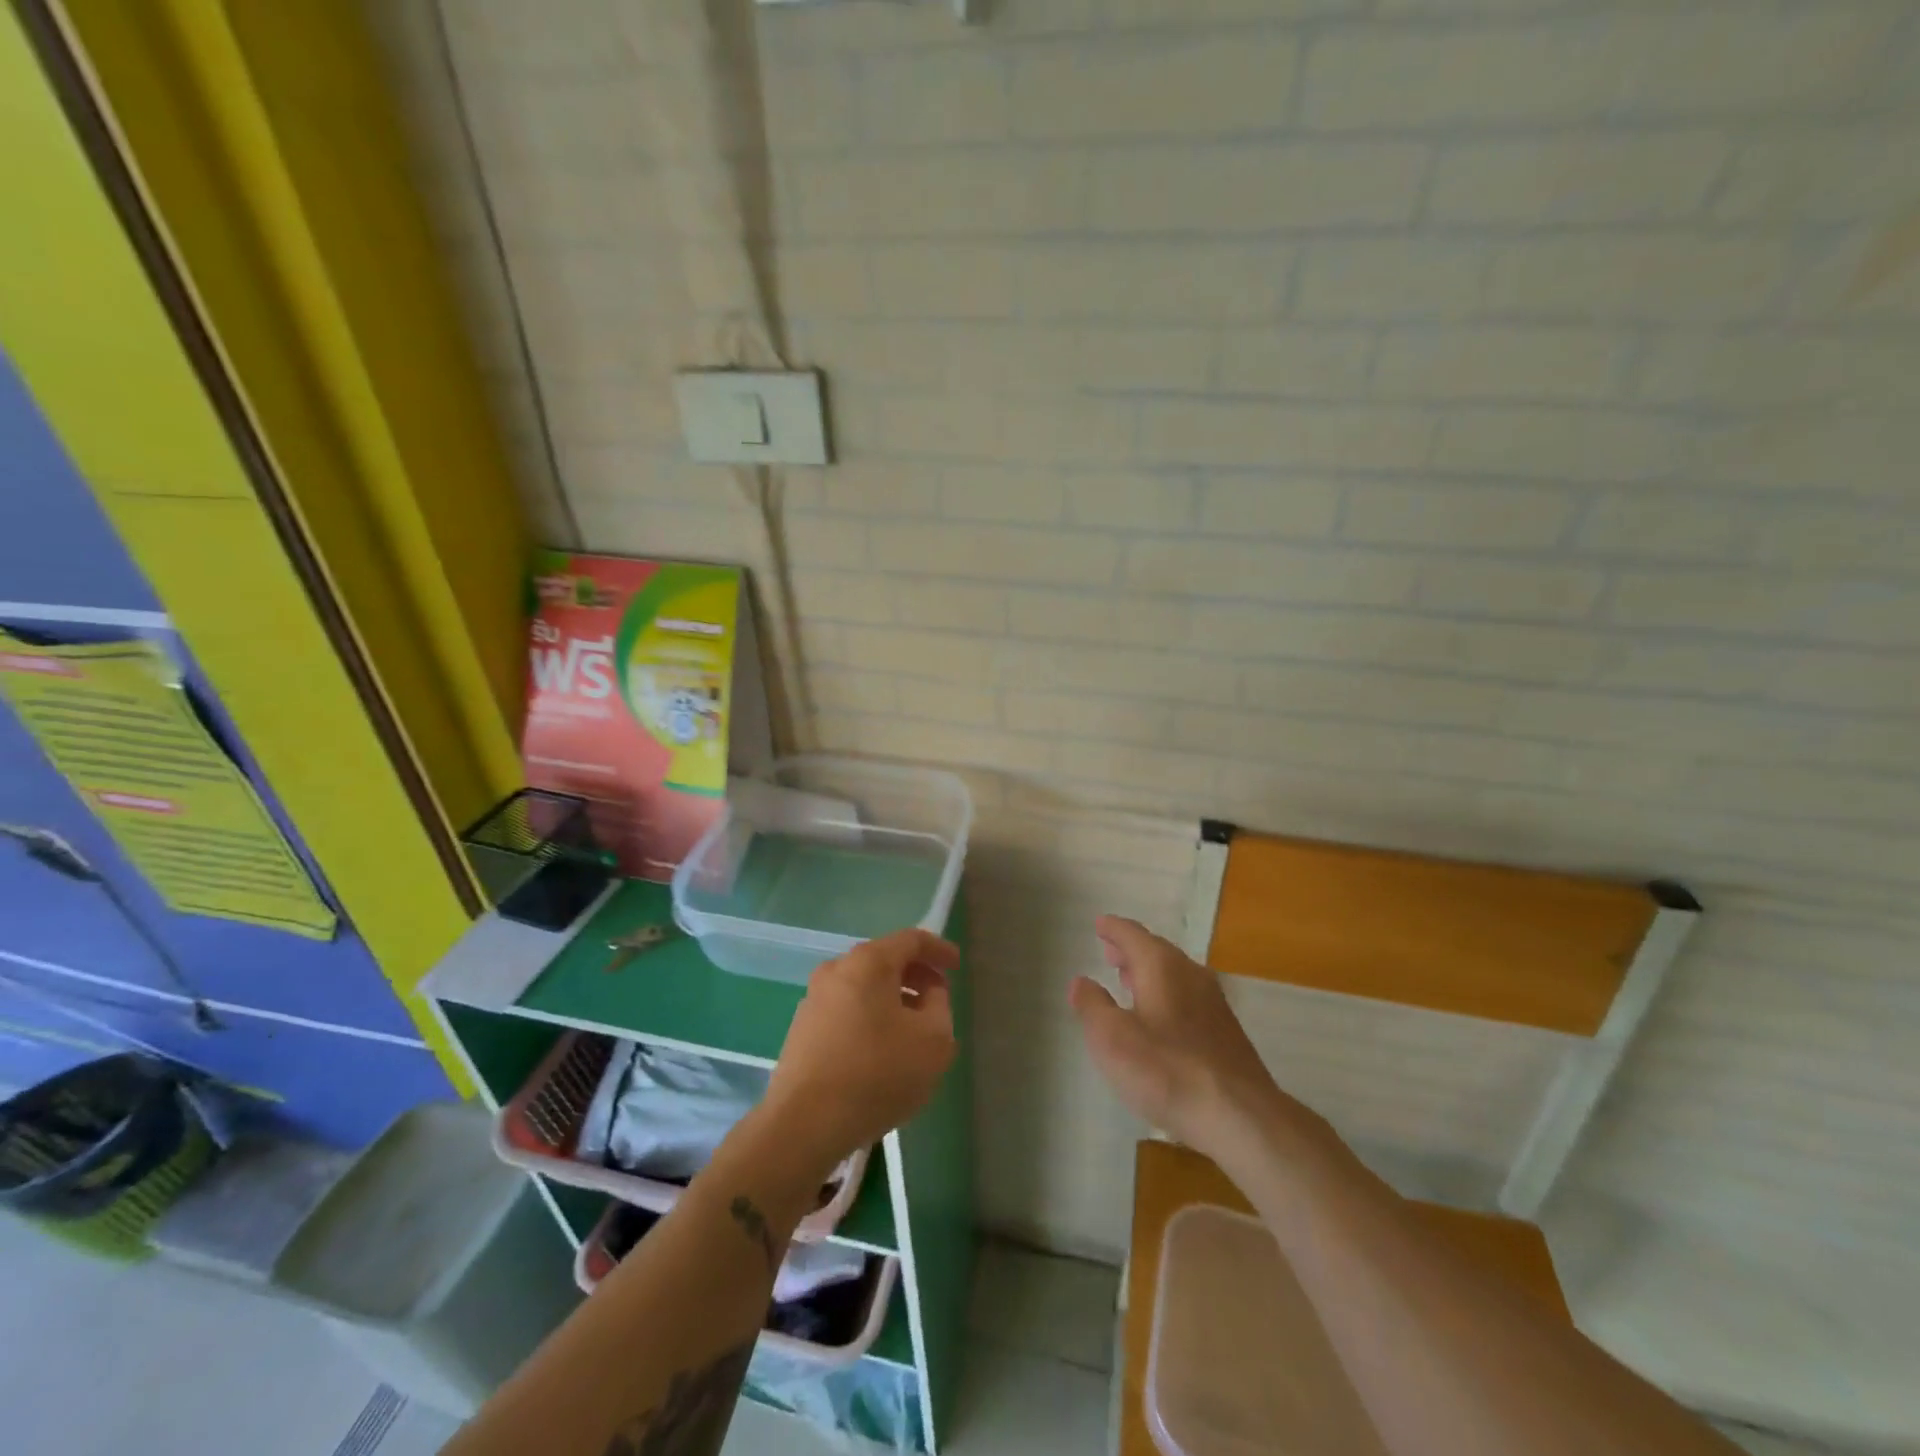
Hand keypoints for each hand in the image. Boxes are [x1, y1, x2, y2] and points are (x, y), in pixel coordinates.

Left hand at [763, 929, 959, 1175]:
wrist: (804, 1124)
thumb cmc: (877, 1073)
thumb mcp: (933, 1040)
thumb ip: (940, 1006)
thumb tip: (930, 994)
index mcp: (868, 962)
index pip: (911, 940)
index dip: (939, 950)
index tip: (957, 966)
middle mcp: (836, 969)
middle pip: (885, 960)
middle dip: (916, 976)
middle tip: (938, 999)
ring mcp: (814, 999)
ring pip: (864, 987)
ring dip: (892, 999)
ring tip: (913, 1029)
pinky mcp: (802, 1029)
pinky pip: (846, 1010)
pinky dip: (870, 1017)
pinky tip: (882, 1050)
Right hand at [1069, 916, 1312, 1165]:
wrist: (1239, 1116)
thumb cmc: (1165, 1070)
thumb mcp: (1111, 1038)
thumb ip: (1092, 1005)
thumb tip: (1081, 981)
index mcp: (1161, 966)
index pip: (1132, 934)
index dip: (1113, 929)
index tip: (1099, 924)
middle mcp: (1190, 974)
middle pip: (1156, 951)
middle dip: (1131, 949)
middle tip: (1109, 951)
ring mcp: (1213, 1002)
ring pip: (1174, 974)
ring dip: (1149, 973)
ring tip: (1129, 980)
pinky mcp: (1225, 1031)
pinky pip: (1187, 997)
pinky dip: (1166, 994)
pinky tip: (1159, 1016)